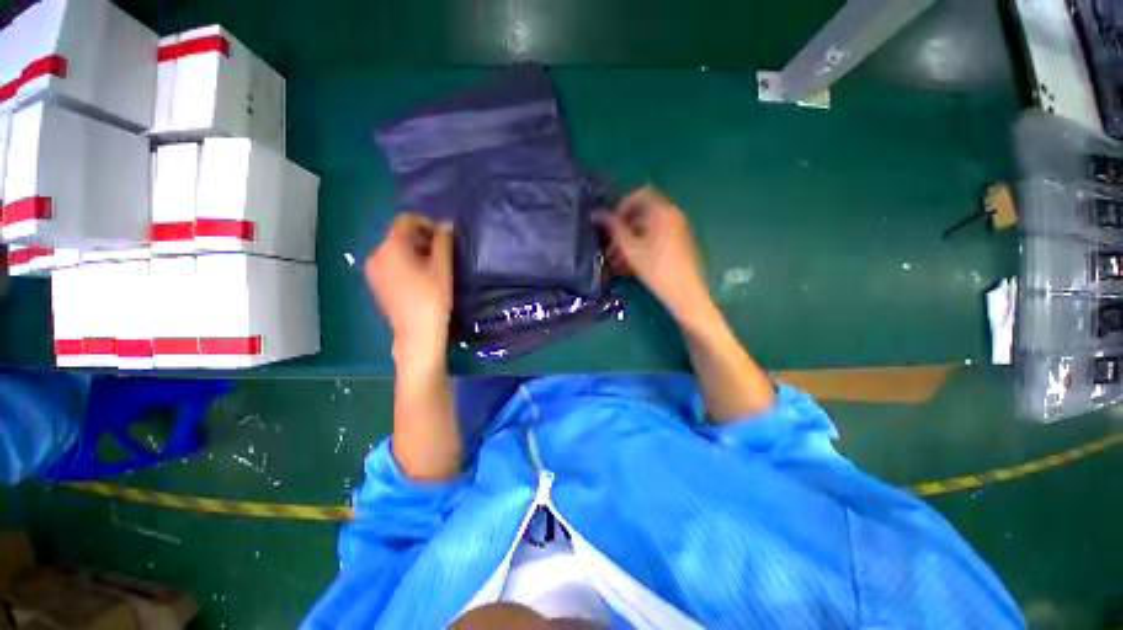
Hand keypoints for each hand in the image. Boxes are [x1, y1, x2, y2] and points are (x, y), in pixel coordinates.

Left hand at [366, 214, 453, 355]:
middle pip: (399, 235)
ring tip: (433, 268)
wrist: (417, 333)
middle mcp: (377, 254)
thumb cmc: (433, 297)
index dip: (427, 223)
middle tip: (442, 254)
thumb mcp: (443, 267)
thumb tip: (446, 224)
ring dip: (414, 252)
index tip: (444, 238)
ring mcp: (373, 270)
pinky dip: (405, 264)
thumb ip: (444, 241)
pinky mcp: (375, 284)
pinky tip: (420, 280)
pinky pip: (390, 264)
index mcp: (391, 246)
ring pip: (395, 250)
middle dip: (422, 239)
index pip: (406, 220)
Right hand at [595, 187, 715, 326]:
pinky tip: (630, 264)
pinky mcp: (679, 243)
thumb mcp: (630, 249)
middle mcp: (673, 215)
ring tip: (616, 259)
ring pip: (648, 228)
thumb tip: (595, 214)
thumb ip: (613, 228)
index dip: (621, 206)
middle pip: (643, 212)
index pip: (639, 195)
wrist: (686, 294)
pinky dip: (641, 245)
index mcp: (664, 211)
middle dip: (623, 226)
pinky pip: (656, 237)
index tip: (610, 224)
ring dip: (629, 239)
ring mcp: (678, 229)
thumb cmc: (657, 270)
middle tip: (610, 244)